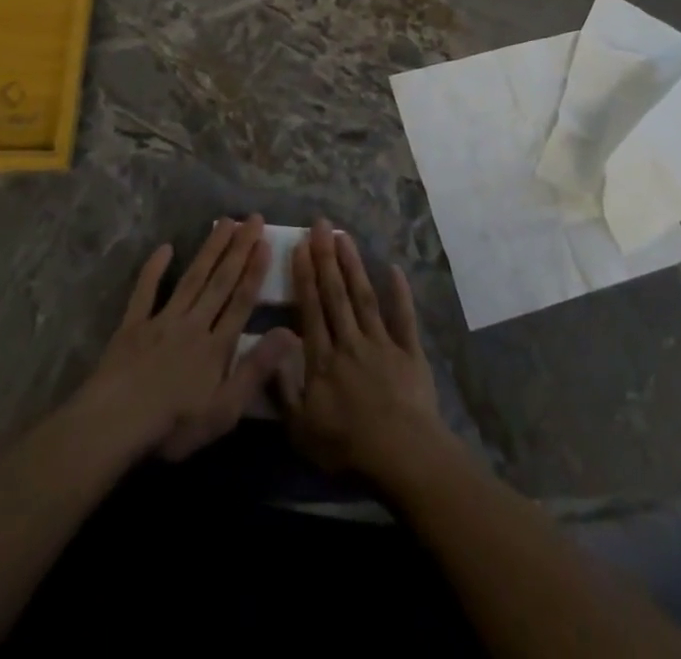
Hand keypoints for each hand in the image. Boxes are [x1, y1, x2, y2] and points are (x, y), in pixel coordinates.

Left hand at [79, 216, 296, 462]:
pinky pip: (146, 291)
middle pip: (220, 281)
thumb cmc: (174, 424)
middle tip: (252, 218)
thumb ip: (257, 369)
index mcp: (216, 346)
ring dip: (210, 249)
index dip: (255, 272)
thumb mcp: (225, 409)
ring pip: (192, 277)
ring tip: (225, 222)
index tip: (265, 242)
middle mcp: (194, 323)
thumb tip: (291, 332)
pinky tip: (165, 247)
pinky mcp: (133, 325)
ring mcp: (162, 320)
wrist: (115, 423)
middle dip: (239, 249)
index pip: (241, 301)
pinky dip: (155, 268)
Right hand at [282, 219, 449, 485]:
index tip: (300, 246)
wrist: (401, 454)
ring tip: (344, 236)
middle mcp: (350, 342)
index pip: (311, 309)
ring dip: (354, 265)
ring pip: (364, 297)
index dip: (305, 276)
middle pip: (336, 294)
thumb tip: (271, 348)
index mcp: (323, 359)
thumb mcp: (300, 429)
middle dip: (326, 257)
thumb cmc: (346, 446)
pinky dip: (400, 293)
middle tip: (321, 225)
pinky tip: (394, 269)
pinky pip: (404, 317)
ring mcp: (382, 343)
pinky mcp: (409, 352)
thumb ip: (283, 388)